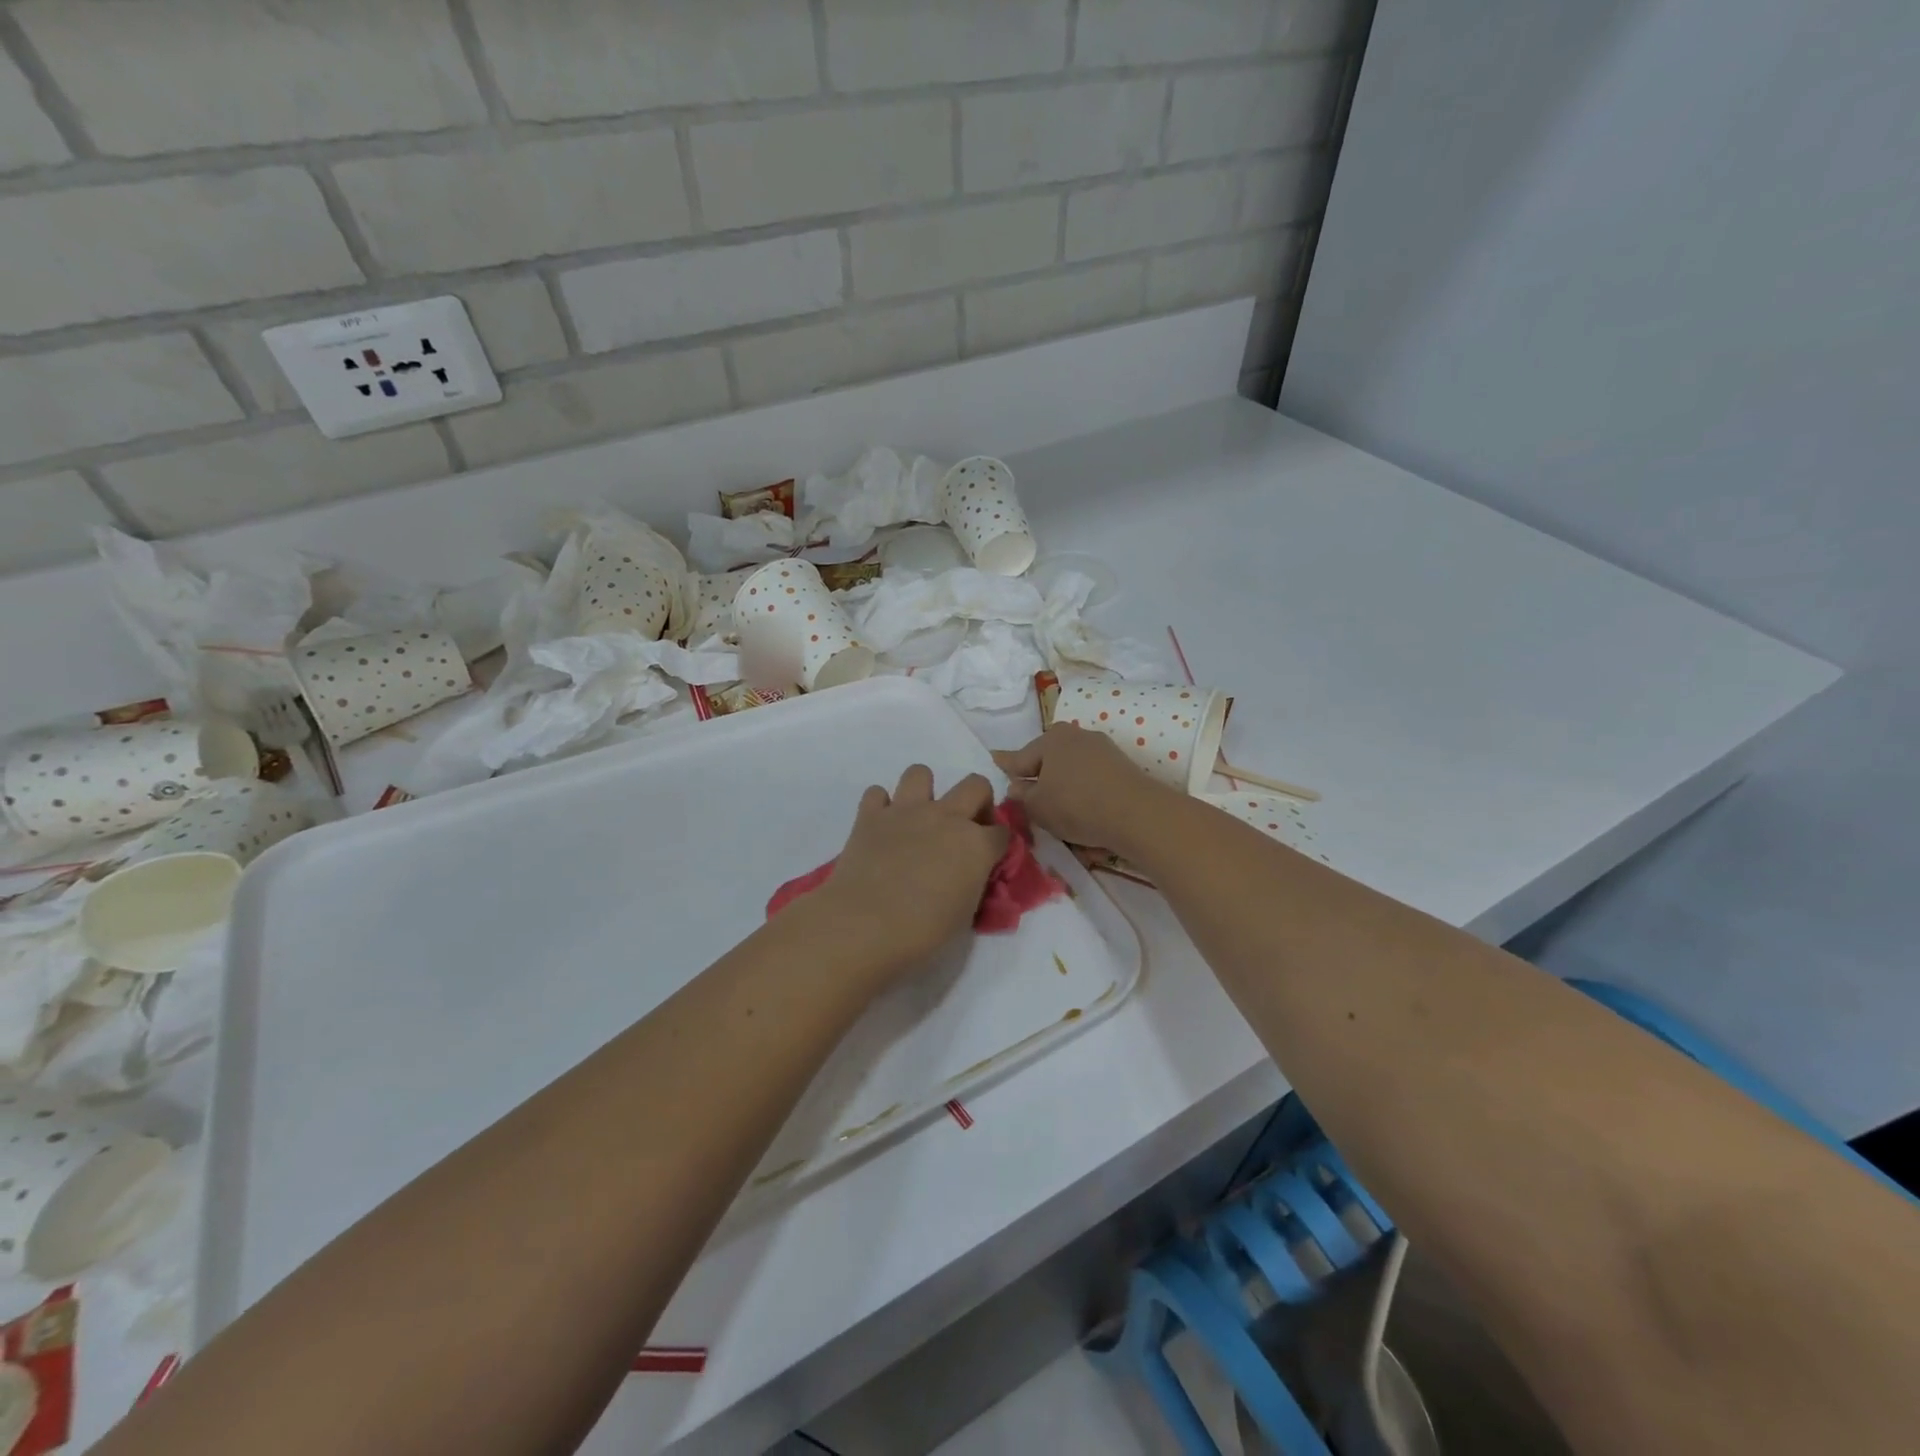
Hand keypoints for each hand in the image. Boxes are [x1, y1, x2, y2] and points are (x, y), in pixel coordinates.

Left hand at [804, 765, 1007, 976]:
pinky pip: (877, 793)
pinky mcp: (870, 815)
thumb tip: (968, 875)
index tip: (989, 857)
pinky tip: (881, 828)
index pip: (1003, 832)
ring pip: (921, 772)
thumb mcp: (965, 914)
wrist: (864, 926)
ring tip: (918, 818)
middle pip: (976, 785)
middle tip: (964, 827)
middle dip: (977, 801)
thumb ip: (972, 884)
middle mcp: (946, 817)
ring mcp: (907, 811)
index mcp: (977, 845)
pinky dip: (880, 806)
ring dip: (924, 791)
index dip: (998, 844)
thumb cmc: (922, 932)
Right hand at [994, 723, 1173, 851]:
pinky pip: (1090, 776)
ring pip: (1070, 766)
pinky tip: (1081, 805)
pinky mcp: (1120, 765)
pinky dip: (1082, 788)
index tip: (994, 759)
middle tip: (1026, 793)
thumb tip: (1018, 786)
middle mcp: (1076, 735)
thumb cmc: (1076, 805)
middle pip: (1047, 758)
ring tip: (1056, 804)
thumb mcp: (1037, 807)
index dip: (1006, 765)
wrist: (1136, 813)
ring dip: (1061, 782)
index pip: (1020, 757)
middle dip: (1037, 773)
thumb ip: (1022, 795)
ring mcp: (1101, 748)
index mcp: (1051, 739)